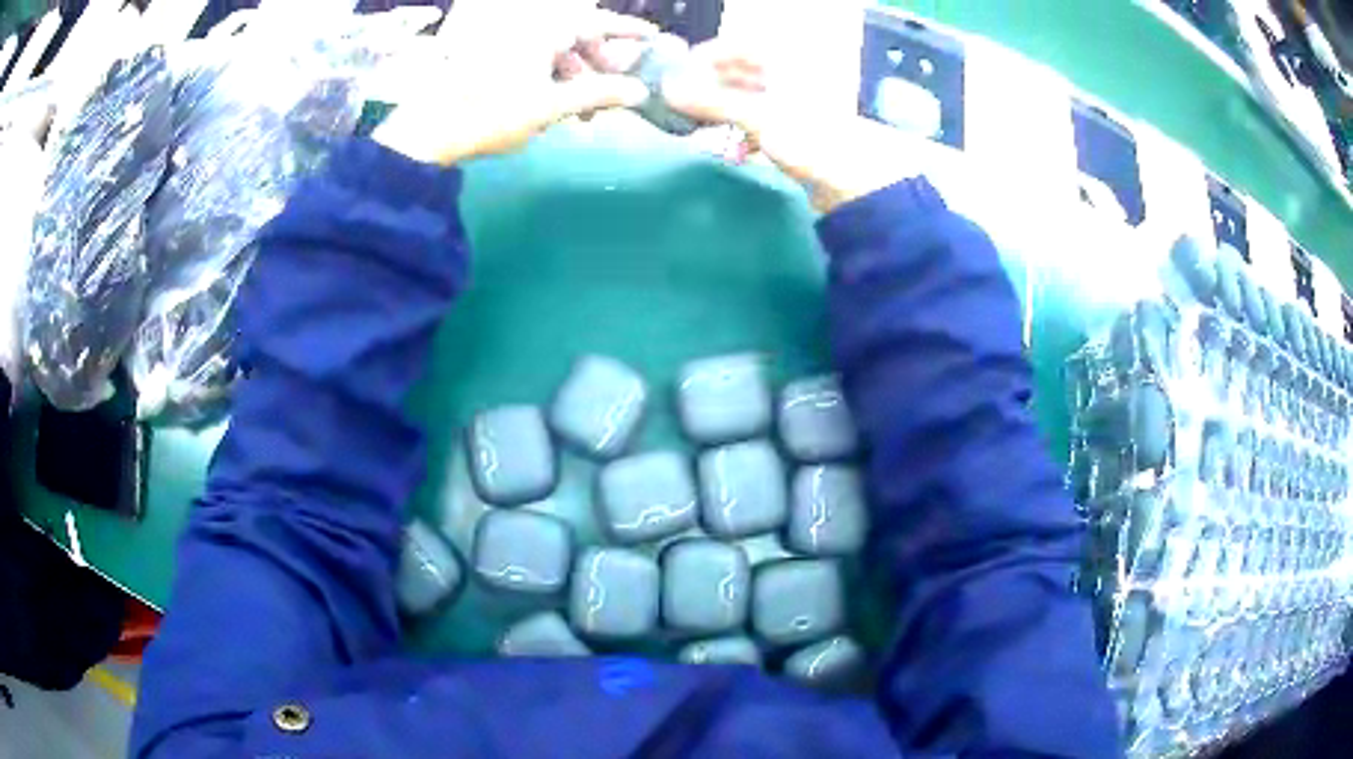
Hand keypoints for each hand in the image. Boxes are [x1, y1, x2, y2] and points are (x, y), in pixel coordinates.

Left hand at [373, 0, 654, 165]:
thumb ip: (597, 94)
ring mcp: (506, 42)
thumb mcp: (549, 106)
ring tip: (583, 108)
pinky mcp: (491, 57)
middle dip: (599, 60)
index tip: (652, 38)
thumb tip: (639, 91)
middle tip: (614, 88)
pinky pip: (534, 55)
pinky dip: (551, 73)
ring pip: (555, 47)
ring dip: (576, 72)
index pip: (595, 20)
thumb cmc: (489, 115)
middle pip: (576, 34)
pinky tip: (554, 101)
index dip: (626, 29)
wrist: (426, 132)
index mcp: (543, 30)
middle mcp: (526, 27)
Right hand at [662, 40, 915, 212]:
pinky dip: (743, 134)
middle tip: (680, 106)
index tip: (676, 77)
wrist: (860, 182)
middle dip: (709, 89)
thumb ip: (711, 101)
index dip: (704, 58)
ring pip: (747, 100)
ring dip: (722, 114)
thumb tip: (665, 88)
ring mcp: (795, 103)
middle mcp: (790, 75)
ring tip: (699, 130)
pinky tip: (733, 151)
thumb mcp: (758, 116)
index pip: (736, 46)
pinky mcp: (797, 132)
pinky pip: (760, 124)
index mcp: (787, 59)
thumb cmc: (812, 137)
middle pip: (739, 74)